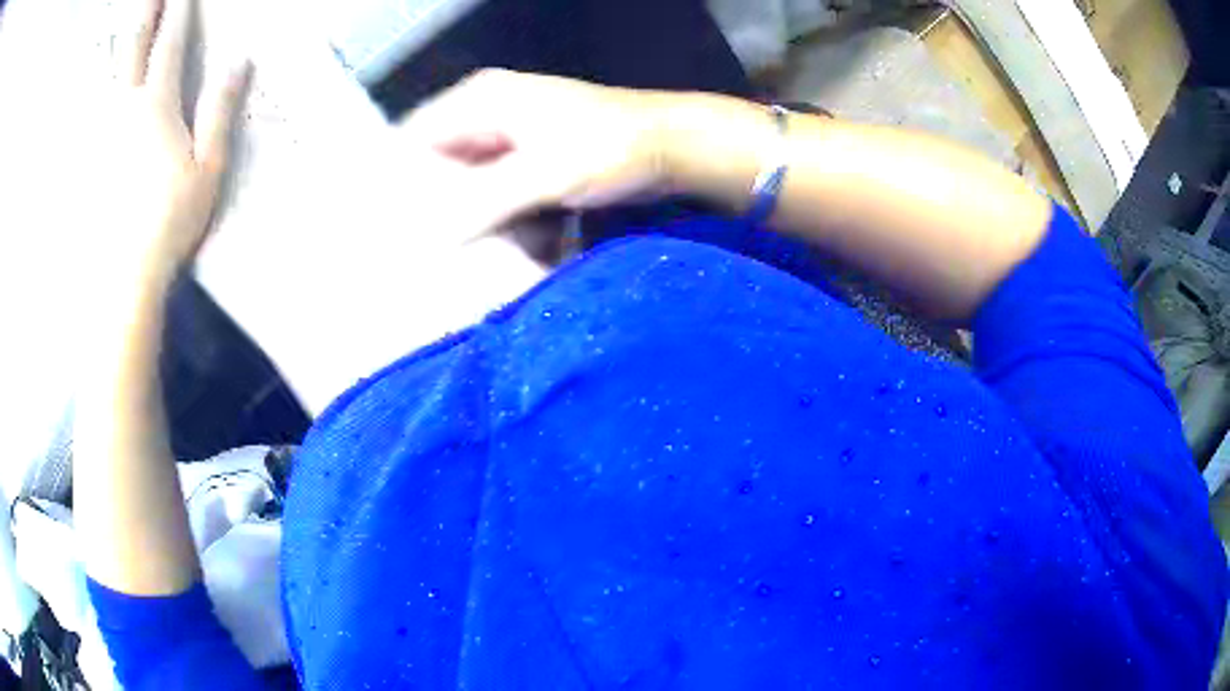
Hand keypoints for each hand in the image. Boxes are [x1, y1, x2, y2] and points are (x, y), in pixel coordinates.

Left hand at [96, 0, 248, 294]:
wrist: (124, 273)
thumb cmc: (170, 221)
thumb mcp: (209, 167)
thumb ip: (221, 110)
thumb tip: (241, 61)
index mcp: (158, 105)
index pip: (170, 46)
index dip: (178, 15)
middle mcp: (126, 107)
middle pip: (134, 49)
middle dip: (146, 14)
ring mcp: (102, 132)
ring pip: (107, 74)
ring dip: (117, 43)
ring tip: (122, 25)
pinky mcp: (87, 157)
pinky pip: (88, 112)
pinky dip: (91, 87)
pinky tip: (93, 78)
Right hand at [398, 70, 669, 225]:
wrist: (671, 147)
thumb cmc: (610, 148)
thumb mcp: (542, 175)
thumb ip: (480, 202)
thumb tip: (427, 237)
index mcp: (481, 101)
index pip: (416, 138)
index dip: (400, 180)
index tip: (392, 228)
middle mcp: (488, 114)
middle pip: (440, 163)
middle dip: (435, 205)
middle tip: (423, 251)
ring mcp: (511, 137)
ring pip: (469, 181)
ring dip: (470, 216)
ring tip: (461, 255)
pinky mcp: (532, 159)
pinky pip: (498, 191)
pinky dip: (499, 216)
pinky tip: (502, 243)